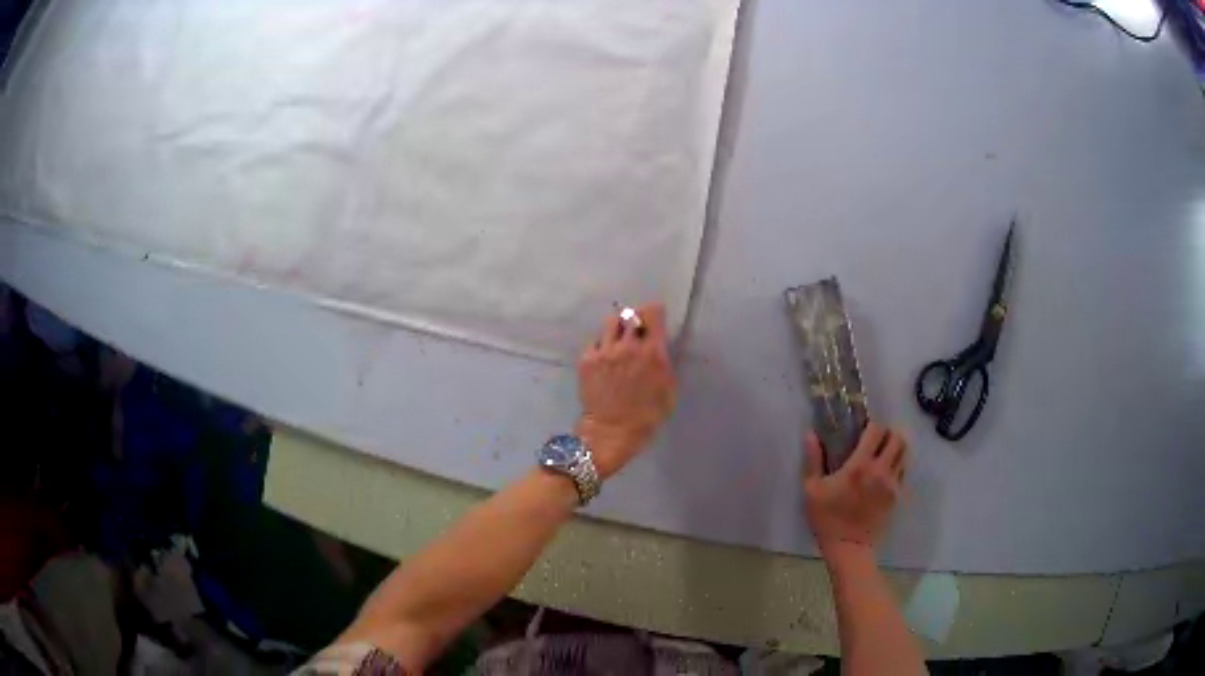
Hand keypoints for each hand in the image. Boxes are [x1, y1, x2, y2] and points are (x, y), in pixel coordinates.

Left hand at [576, 304, 676, 478]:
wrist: (612, 432)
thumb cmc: (647, 416)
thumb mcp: (668, 389)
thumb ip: (664, 362)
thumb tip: (659, 345)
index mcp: (652, 352)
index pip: (653, 313)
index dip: (655, 313)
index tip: (655, 318)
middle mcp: (628, 346)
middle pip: (631, 314)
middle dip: (636, 318)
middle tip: (637, 328)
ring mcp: (605, 351)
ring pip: (611, 322)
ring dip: (618, 327)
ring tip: (619, 339)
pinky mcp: (587, 359)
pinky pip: (596, 341)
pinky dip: (602, 345)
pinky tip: (605, 358)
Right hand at [803, 423, 907, 563]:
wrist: (848, 548)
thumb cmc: (827, 519)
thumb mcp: (812, 490)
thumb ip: (813, 460)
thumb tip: (810, 434)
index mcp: (860, 465)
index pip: (877, 430)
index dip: (871, 425)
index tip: (862, 430)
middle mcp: (881, 470)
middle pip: (898, 438)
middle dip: (888, 433)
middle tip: (875, 439)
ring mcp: (893, 483)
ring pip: (905, 452)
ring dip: (895, 447)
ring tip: (882, 453)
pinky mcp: (897, 496)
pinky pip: (903, 471)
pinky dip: (897, 464)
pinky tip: (884, 473)